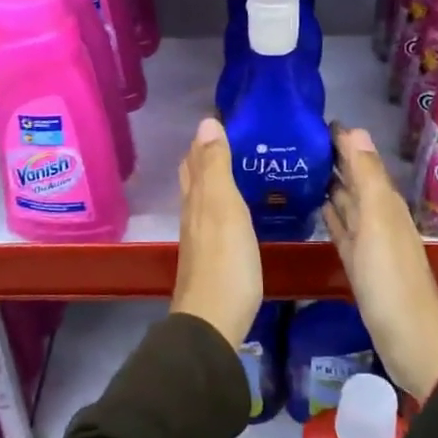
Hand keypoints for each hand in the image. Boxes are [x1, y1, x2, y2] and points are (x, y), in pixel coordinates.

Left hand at [172, 117, 262, 347]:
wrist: (214, 321)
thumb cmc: (225, 261)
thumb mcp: (224, 207)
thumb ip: (216, 167)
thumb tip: (206, 122)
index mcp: (196, 198)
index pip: (195, 158)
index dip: (206, 137)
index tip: (228, 117)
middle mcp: (193, 214)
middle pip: (196, 177)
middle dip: (209, 154)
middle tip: (237, 138)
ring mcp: (201, 238)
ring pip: (205, 197)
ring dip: (218, 178)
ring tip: (243, 165)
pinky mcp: (213, 257)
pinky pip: (217, 218)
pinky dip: (226, 203)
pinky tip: (241, 209)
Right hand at [323, 125, 437, 401]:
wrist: (408, 337)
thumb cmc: (390, 277)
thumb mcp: (378, 220)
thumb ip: (367, 176)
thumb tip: (355, 130)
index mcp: (384, 201)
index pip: (360, 159)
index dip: (341, 140)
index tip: (313, 120)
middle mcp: (378, 215)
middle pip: (354, 178)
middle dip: (332, 158)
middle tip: (298, 140)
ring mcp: (368, 241)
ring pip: (347, 202)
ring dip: (329, 184)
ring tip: (301, 166)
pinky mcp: (358, 263)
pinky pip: (342, 229)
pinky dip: (330, 215)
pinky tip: (317, 207)